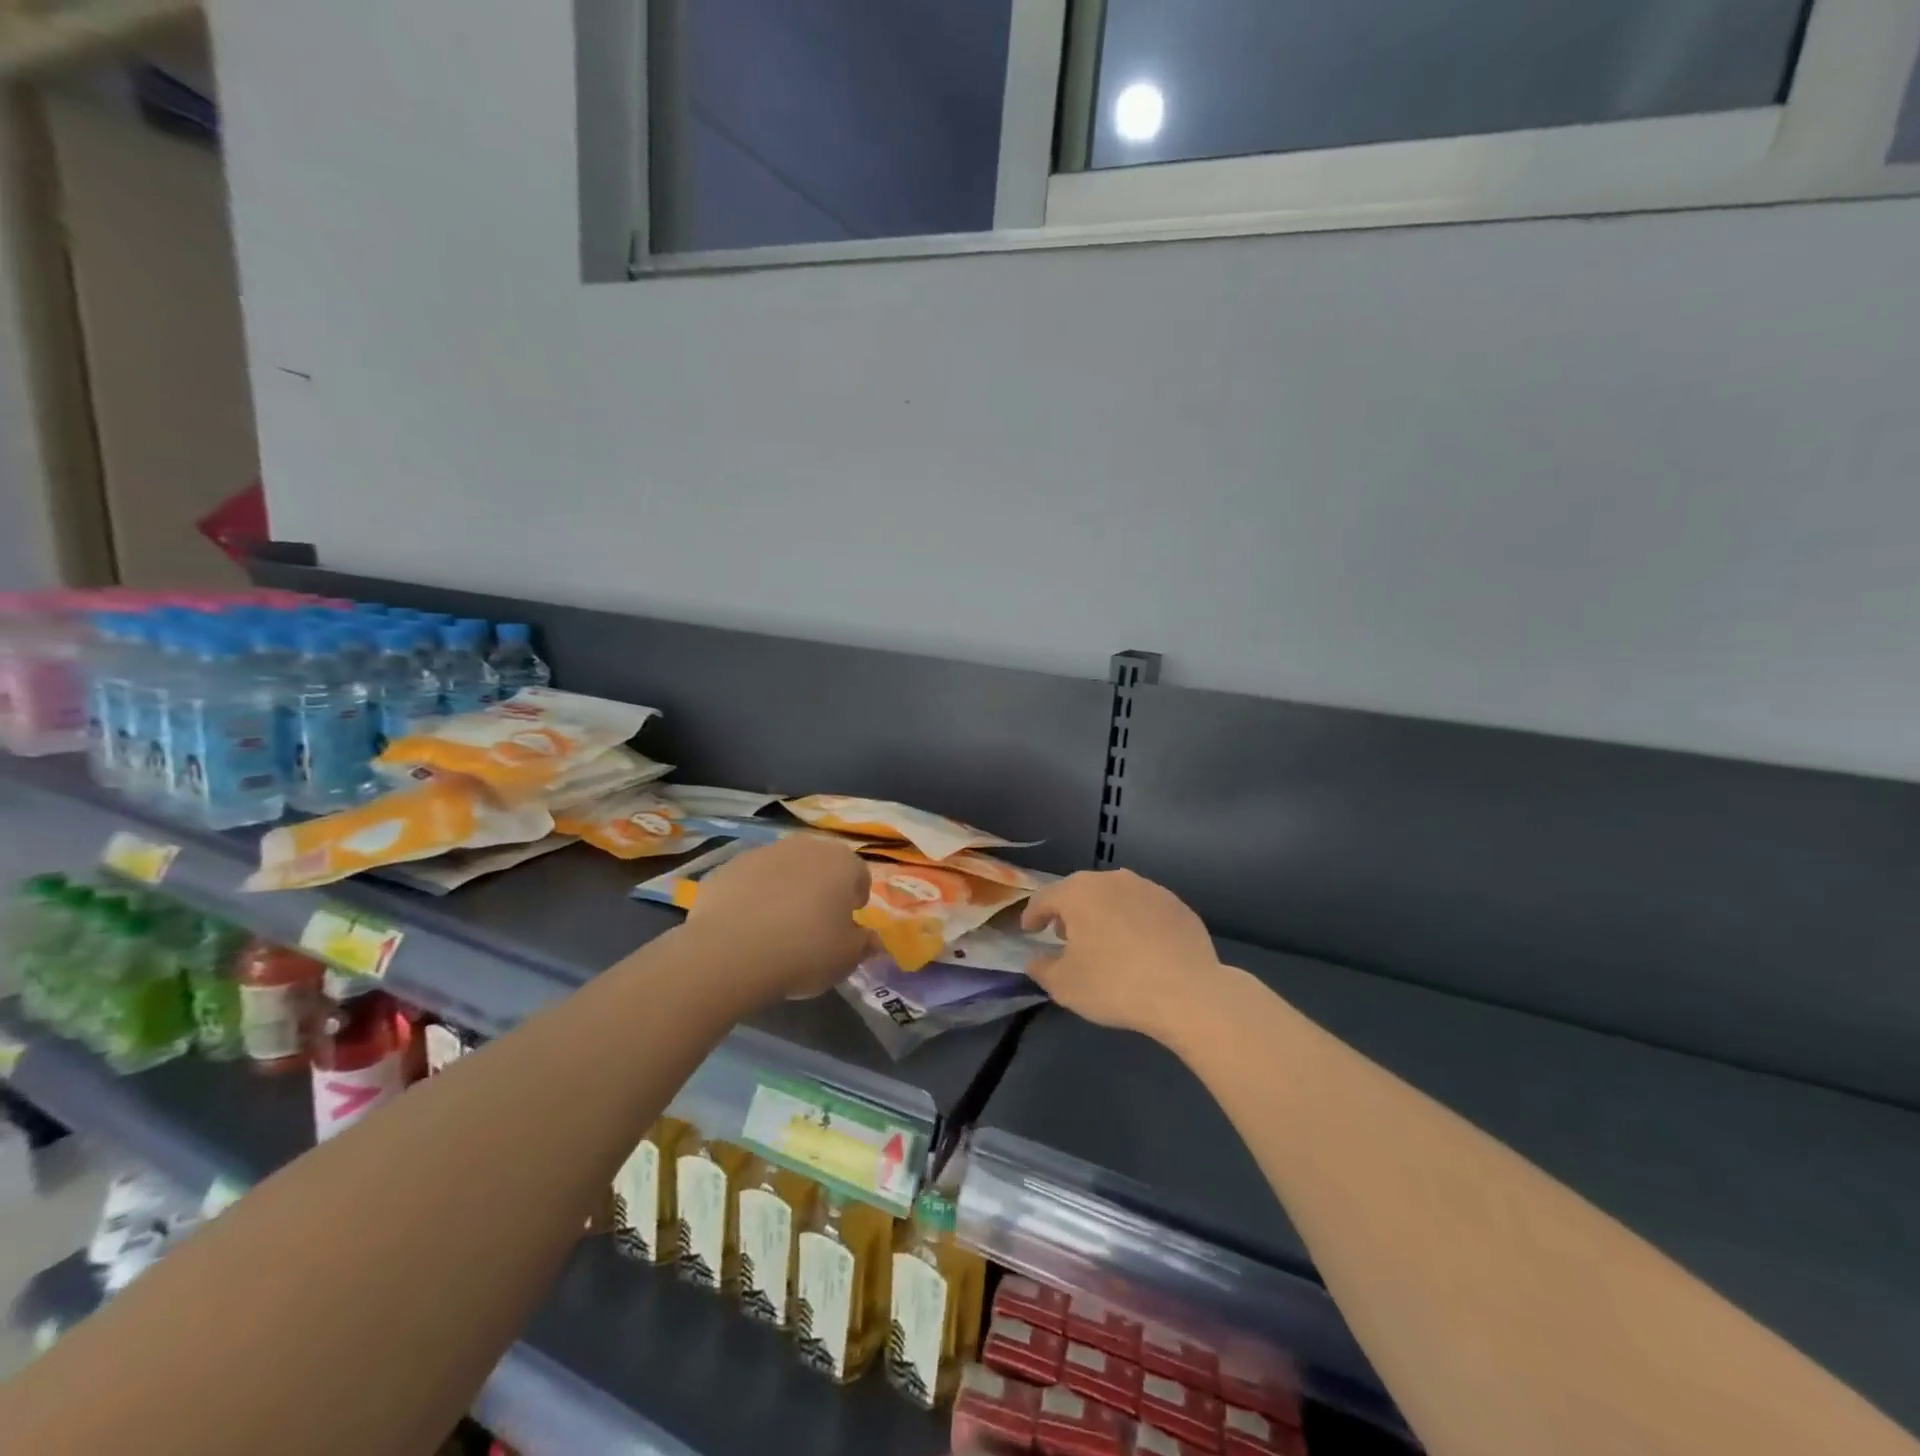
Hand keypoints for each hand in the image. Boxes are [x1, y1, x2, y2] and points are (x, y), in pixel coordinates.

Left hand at [684, 834, 874, 1002]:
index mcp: (842, 863)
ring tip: (776, 926)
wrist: (730, 952)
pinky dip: (754, 895)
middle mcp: (805, 847)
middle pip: (821, 865)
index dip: (855, 899)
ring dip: (786, 888)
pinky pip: (752, 879)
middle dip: (821, 888)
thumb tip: (871, 939)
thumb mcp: (846, 958)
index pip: (859, 875)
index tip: (847, 923)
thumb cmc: (804, 952)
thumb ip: (864, 944)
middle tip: (814, 923)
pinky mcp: (729, 866)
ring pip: (784, 868)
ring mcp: (764, 852)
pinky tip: (746, 925)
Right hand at [1021, 869, 1224, 1043]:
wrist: (1187, 992)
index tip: (1029, 930)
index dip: (1033, 915)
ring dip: (1103, 913)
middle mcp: (1112, 880)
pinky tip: (1139, 946)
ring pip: (1114, 896)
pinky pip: (1144, 909)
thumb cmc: (1114, 985)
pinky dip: (1134, 922)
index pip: (1045, 898)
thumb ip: (1042, 968)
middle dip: (1069, 912)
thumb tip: (1035, 960)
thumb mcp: (1064, 985)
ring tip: (1104, 940)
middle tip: (1065, 935)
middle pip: (1080, 891)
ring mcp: (1148, 888)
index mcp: (1078, 892)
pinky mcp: (1176, 904)